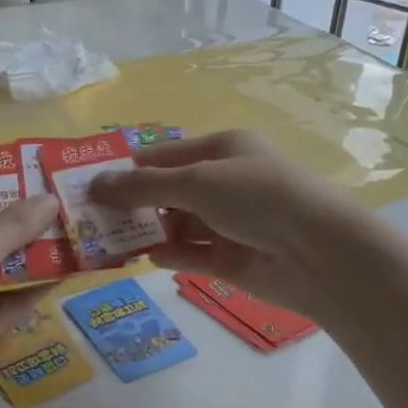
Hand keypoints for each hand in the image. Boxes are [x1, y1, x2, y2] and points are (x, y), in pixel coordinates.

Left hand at [0, 191, 58, 407]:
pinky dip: (36, 287)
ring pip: (1, 267)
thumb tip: (50, 200)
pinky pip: (11, 301)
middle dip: (20, 216)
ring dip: (34, 251)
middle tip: (63, 195)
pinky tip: (72, 269)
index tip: (27, 168)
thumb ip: (10, 227)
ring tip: (77, 226)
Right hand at [88, 130, 349, 318]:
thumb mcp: (196, 182)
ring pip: (177, 225)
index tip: (88, 186)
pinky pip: (192, 254)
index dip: (127, 170)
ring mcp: (229, 222)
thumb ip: (143, 187)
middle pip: (167, 191)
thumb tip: (95, 183)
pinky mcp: (232, 258)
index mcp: (221, 150)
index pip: (162, 155)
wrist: (319, 253)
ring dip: (149, 232)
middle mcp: (224, 182)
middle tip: (92, 220)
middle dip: (133, 204)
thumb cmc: (256, 197)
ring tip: (111, 243)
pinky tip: (150, 258)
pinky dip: (172, 254)